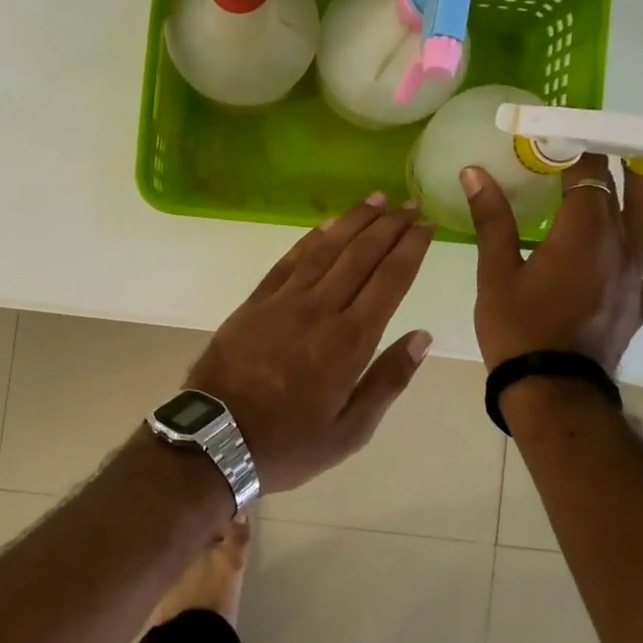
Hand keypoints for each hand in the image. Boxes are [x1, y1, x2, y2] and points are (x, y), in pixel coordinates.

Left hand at [187, 194, 435, 493]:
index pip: (389, 280)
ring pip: (325, 249)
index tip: (426, 225)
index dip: (410, 248)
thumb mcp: (350, 431)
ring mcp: (283, 301)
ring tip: (375, 199)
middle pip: (360, 256)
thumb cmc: (289, 443)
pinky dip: (310, 238)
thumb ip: (388, 381)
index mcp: (349, 342)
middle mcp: (319, 310)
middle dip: (388, 226)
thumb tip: (422, 337)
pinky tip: (325, 225)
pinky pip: (288, 261)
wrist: (216, 439)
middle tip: (408, 203)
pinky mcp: (255, 302)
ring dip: (352, 221)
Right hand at [462, 154, 642, 373]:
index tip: (561, 133)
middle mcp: (617, 247)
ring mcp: (634, 277)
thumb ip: (491, 218)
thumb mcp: (495, 271)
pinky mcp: (640, 305)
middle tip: (593, 147)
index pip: (587, 175)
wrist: (551, 388)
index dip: (577, 149)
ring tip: (634, 177)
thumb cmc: (517, 328)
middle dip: (607, 166)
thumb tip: (475, 172)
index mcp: (581, 233)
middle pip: (622, 193)